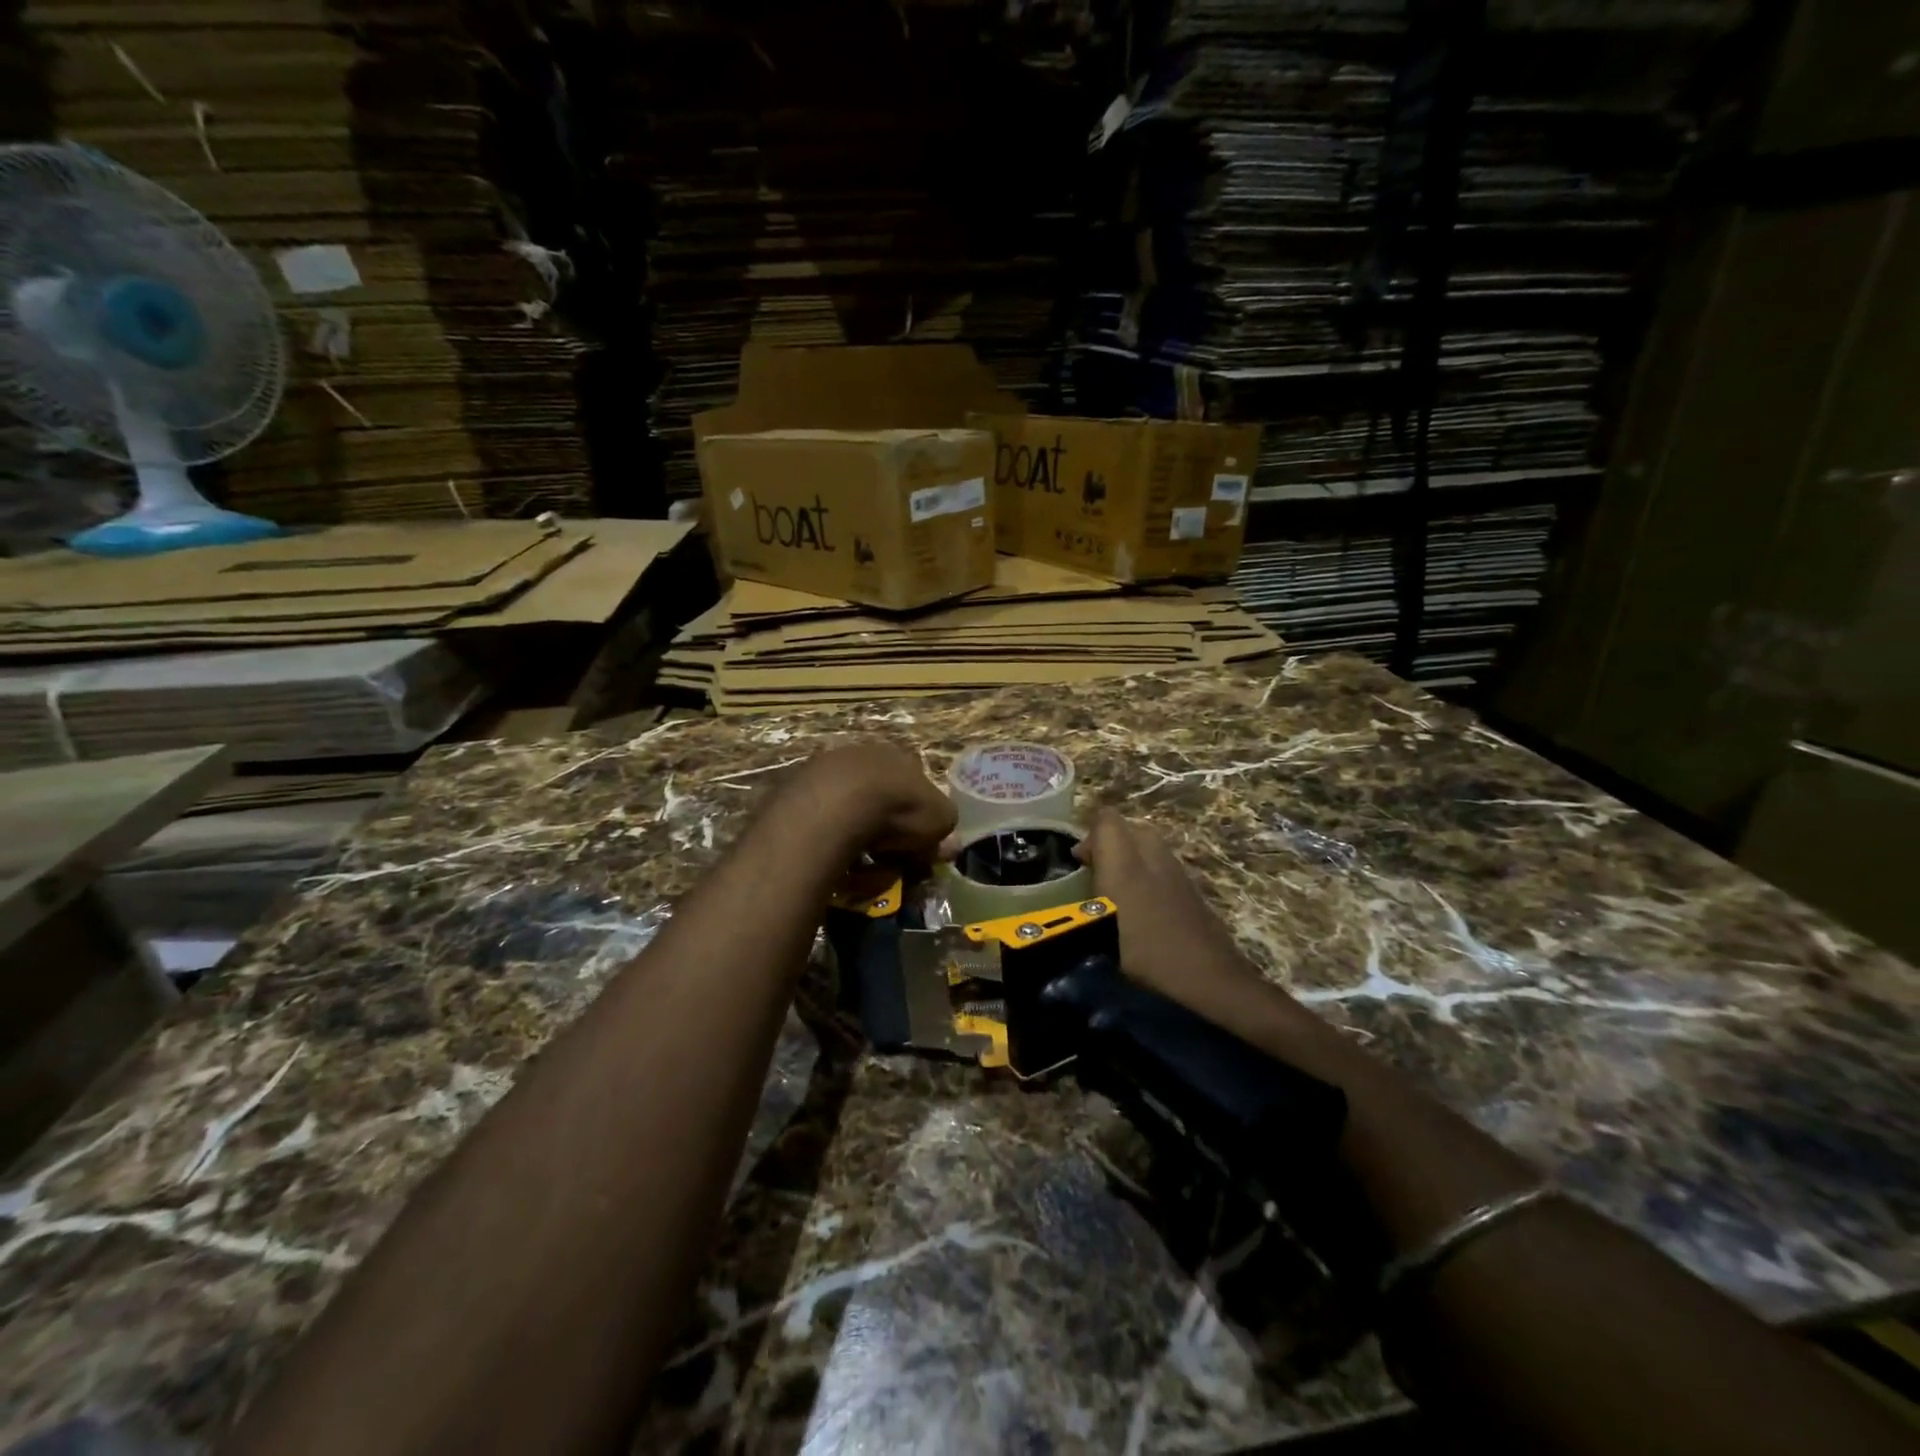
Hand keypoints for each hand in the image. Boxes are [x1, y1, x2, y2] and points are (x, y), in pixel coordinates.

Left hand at [778, 741, 956, 860]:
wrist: (835, 806)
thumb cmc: (897, 809)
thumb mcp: (939, 820)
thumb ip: (944, 830)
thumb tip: (949, 843)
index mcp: (898, 756)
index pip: (913, 787)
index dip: (917, 819)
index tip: (916, 848)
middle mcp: (861, 755)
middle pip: (877, 798)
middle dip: (883, 830)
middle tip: (886, 861)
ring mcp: (824, 770)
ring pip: (845, 811)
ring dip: (854, 838)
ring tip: (857, 867)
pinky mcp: (793, 790)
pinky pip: (818, 823)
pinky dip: (828, 842)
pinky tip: (832, 860)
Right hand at [1075, 808, 1261, 1011]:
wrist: (1212, 986)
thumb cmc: (1147, 961)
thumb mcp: (1099, 934)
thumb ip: (1074, 912)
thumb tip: (1070, 889)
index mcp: (1128, 866)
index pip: (1107, 822)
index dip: (1090, 836)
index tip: (1078, 865)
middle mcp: (1157, 861)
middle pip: (1132, 831)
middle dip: (1111, 845)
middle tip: (1094, 877)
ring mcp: (1181, 877)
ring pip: (1152, 851)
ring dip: (1131, 862)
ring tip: (1115, 897)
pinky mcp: (1195, 897)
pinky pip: (1166, 872)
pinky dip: (1150, 880)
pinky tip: (1142, 914)